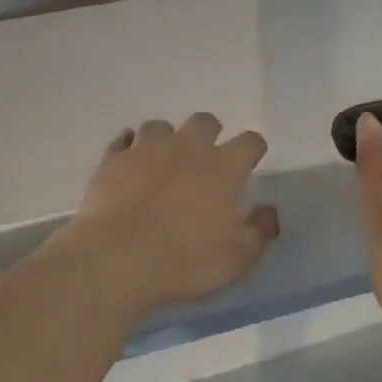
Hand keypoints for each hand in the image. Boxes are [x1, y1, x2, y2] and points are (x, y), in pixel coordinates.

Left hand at [62, 113, 279, 315]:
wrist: (118, 259)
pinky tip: (129, 163)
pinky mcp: (112, 161)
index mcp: (224, 167)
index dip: (253, 150)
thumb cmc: (186, 259)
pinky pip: (122, 142)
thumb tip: (269, 211)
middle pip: (204, 122)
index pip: (250, 142)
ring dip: (166, 139)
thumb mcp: (237, 256)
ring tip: (163, 162)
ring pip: (160, 127)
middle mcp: (187, 147)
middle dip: (209, 134)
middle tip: (205, 161)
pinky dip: (128, 148)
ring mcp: (145, 150)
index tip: (249, 164)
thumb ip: (259, 230)